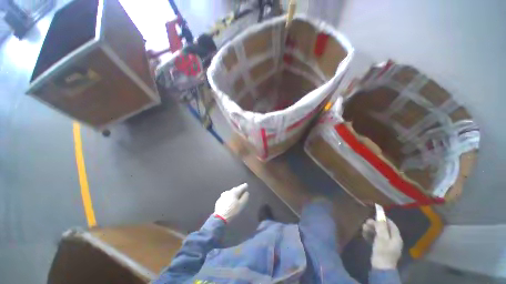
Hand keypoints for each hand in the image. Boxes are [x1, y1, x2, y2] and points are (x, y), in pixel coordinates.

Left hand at [214, 183, 248, 222]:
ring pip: (230, 193)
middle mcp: (228, 192)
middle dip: (239, 189)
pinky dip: (230, 197)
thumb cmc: (232, 211)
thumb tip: (246, 193)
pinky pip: (226, 196)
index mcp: (234, 192)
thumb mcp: (241, 205)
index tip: (246, 185)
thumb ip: (245, 198)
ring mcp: (223, 196)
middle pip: (235, 189)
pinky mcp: (220, 200)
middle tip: (242, 191)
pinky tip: (230, 201)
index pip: (240, 187)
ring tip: (237, 196)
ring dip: (234, 193)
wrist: (219, 218)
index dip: (244, 186)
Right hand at [362, 218, 402, 269]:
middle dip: (375, 224)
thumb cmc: (382, 251)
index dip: (383, 218)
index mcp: (396, 237)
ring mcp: (387, 245)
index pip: (391, 224)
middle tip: (366, 222)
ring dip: (371, 229)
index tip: (374, 214)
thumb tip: (380, 212)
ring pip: (379, 233)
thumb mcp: (381, 237)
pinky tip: (364, 234)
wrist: (380, 269)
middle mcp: (393, 240)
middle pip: (384, 228)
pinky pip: (376, 239)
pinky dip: (370, 235)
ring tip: (363, 228)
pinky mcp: (381, 249)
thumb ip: (381, 225)